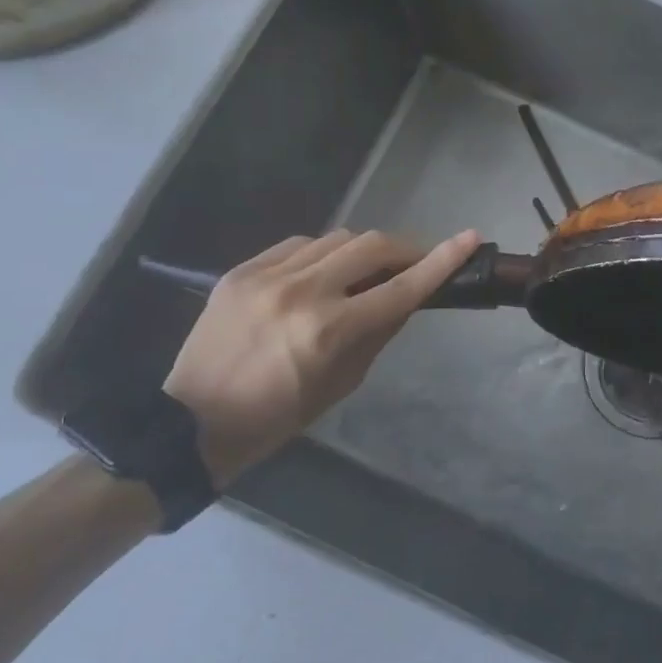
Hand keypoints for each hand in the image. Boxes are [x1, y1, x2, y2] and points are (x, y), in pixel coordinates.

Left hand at [164, 228, 480, 486]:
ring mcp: (266, 276)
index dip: (441, 261)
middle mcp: (301, 292)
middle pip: (371, 246)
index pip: (401, 287)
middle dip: (404, 249)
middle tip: (417, 261)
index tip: (470, 239)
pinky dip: (322, 254)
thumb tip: (405, 298)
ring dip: (362, 251)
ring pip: (335, 239)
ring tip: (366, 272)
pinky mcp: (240, 271)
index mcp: (329, 330)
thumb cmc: (278, 417)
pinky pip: (297, 245)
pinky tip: (322, 273)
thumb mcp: (342, 383)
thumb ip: (378, 333)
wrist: (191, 423)